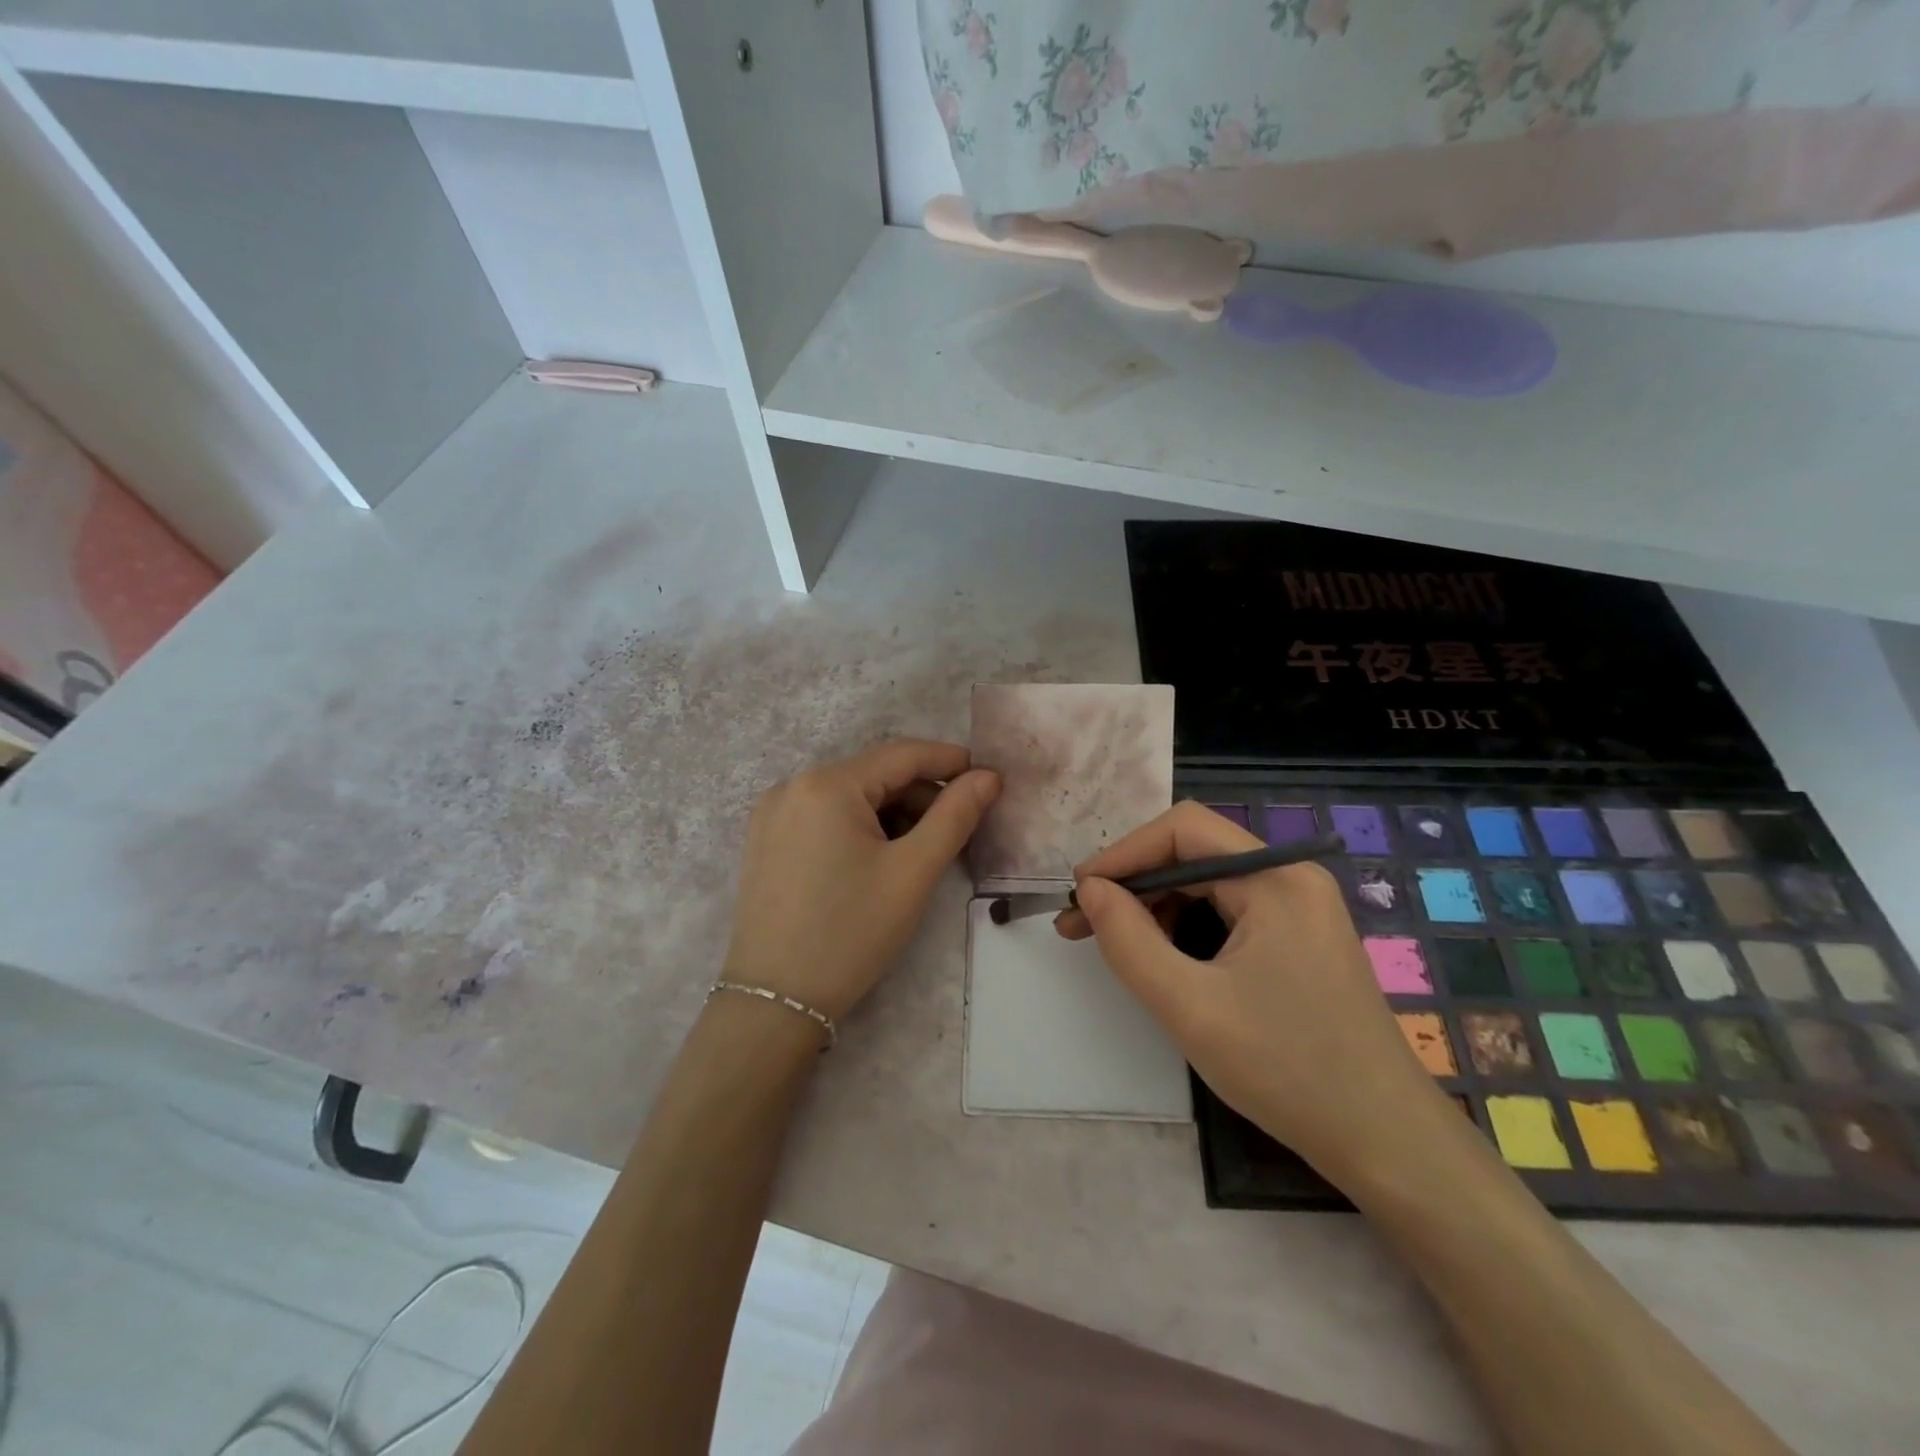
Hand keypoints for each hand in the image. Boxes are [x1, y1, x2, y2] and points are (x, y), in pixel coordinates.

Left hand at [723, 739, 999, 1023]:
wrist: (775, 1001)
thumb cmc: (851, 932)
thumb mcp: (912, 872)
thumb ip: (955, 816)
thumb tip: (988, 777)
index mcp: (826, 785)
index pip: (901, 755)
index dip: (948, 761)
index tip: (987, 776)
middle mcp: (792, 786)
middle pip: (873, 775)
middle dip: (920, 794)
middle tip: (959, 827)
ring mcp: (772, 814)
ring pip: (850, 797)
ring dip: (892, 813)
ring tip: (922, 849)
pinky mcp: (765, 840)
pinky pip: (824, 816)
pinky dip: (860, 826)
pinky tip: (879, 858)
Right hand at [1058, 801, 1443, 1184]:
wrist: (1386, 1141)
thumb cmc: (1287, 1069)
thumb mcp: (1189, 1006)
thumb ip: (1128, 941)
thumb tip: (1091, 890)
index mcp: (1276, 878)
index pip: (1183, 829)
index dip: (1123, 853)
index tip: (1081, 892)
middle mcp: (1292, 877)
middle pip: (1194, 851)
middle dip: (1134, 882)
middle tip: (1084, 923)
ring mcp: (1301, 906)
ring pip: (1208, 881)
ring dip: (1156, 904)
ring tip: (1115, 942)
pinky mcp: (1301, 936)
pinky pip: (1229, 909)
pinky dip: (1187, 925)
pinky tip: (1163, 956)